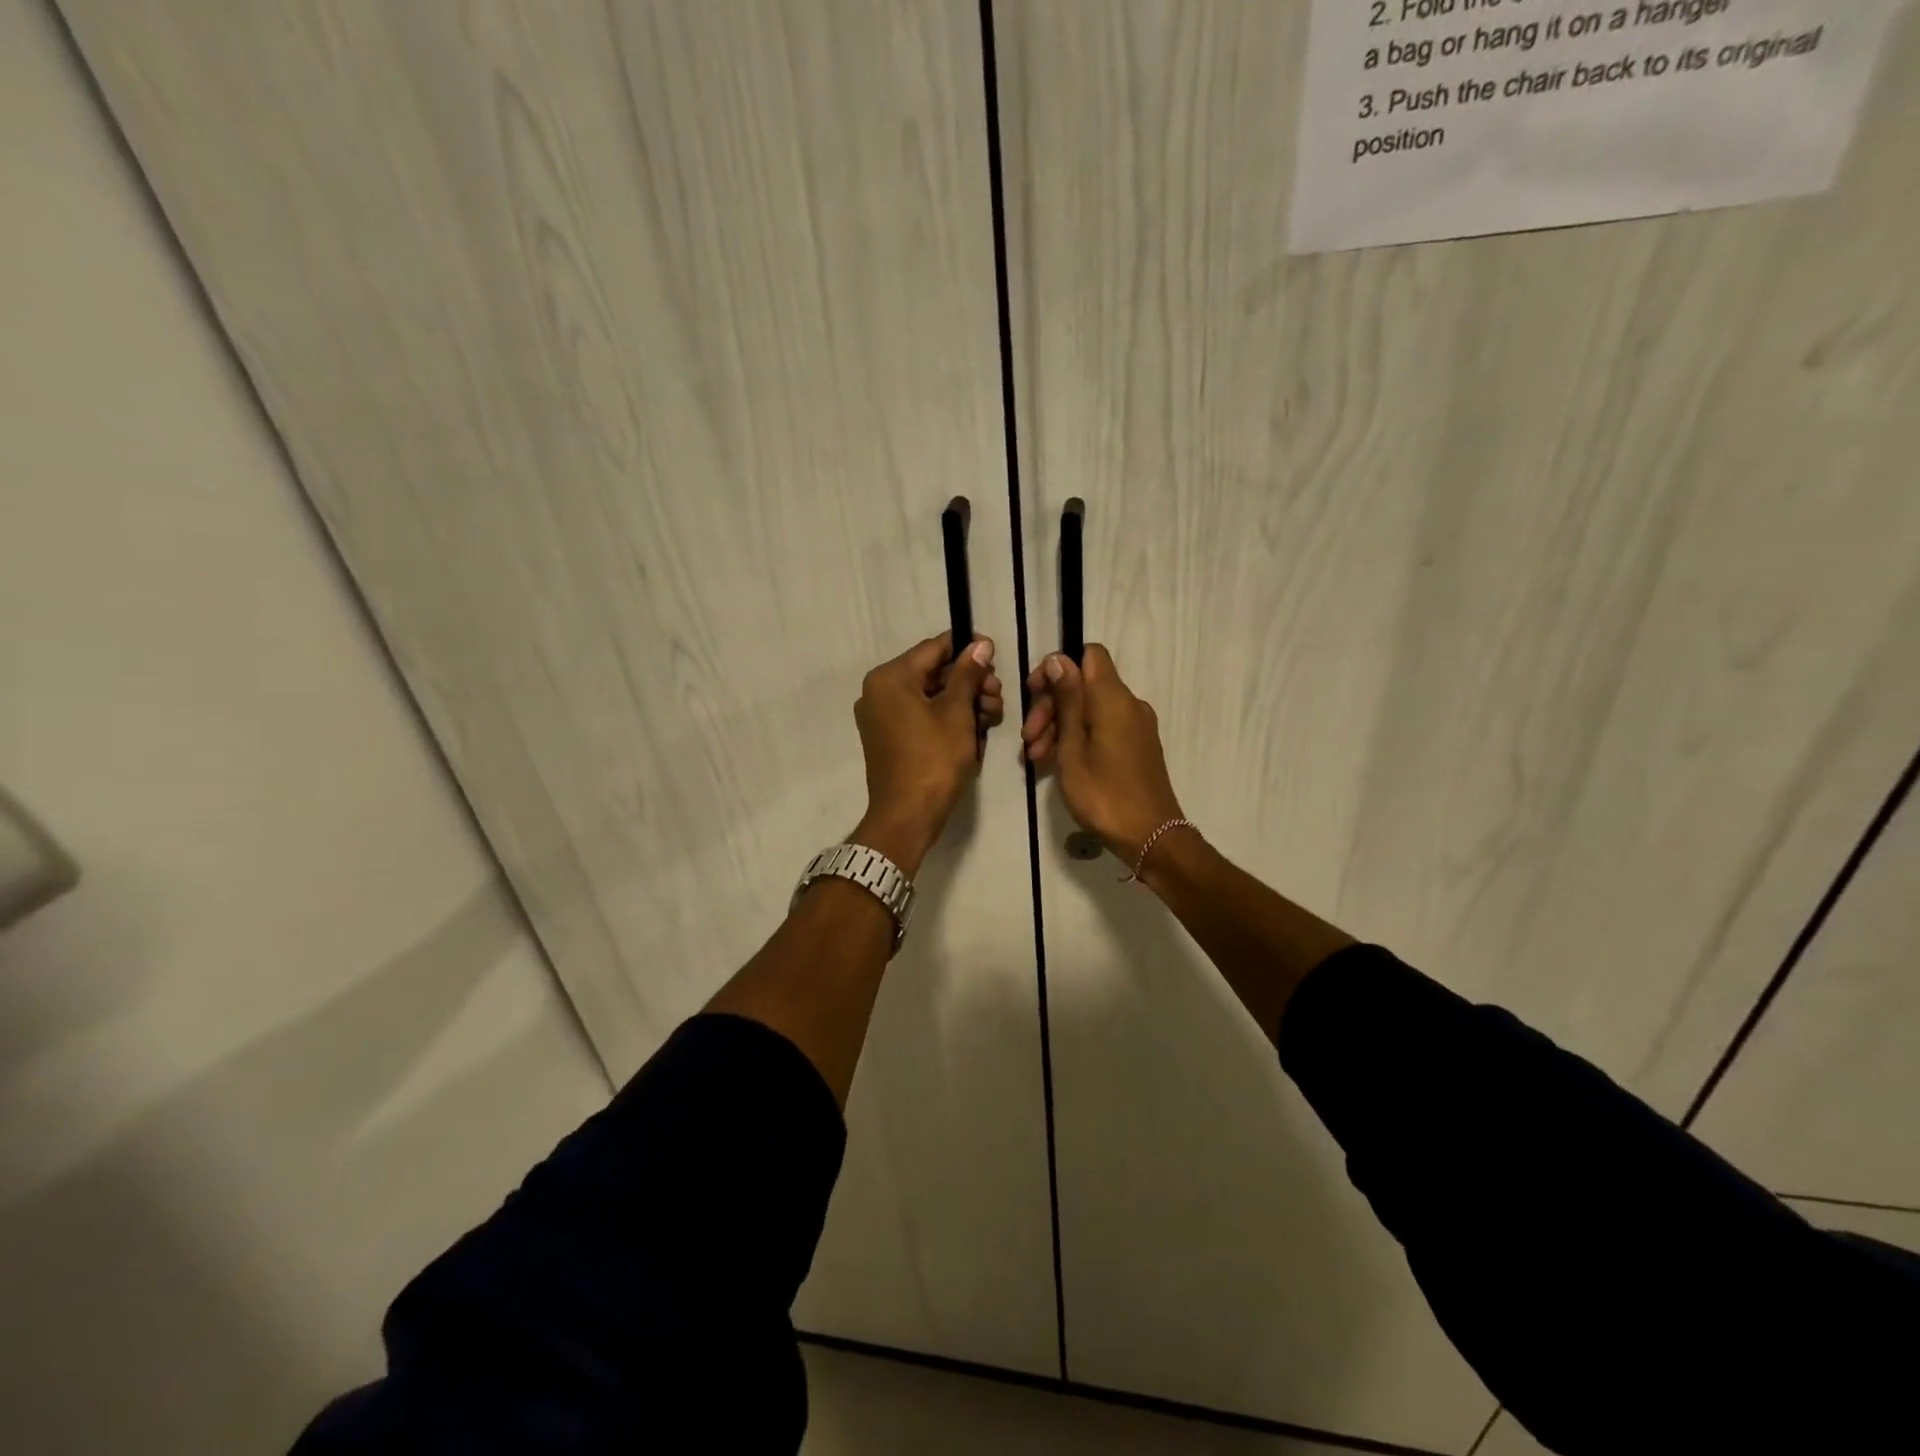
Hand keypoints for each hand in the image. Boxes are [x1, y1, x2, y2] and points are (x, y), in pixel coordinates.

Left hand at [853, 632, 1001, 872]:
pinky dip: (947, 718)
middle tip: (998, 695)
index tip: (995, 654)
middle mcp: (879, 691)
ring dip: (963, 701)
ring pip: (930, 696)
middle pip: (933, 673)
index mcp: (890, 678)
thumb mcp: (957, 713)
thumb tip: (980, 645)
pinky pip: (921, 716)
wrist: (907, 816)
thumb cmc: (933, 760)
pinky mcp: (889, 737)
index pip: (934, 648)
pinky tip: (975, 730)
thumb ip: (968, 674)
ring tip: (993, 716)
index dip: (967, 647)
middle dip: (969, 681)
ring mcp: (881, 716)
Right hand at [1021, 644, 1182, 864]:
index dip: (1058, 665)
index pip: (1089, 654)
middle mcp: (1128, 704)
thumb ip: (1067, 700)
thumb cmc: (1104, 793)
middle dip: (1051, 705)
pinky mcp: (1136, 746)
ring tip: (1035, 758)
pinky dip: (1077, 738)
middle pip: (1084, 685)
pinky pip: (1102, 728)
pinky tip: (1055, 763)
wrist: (1150, 836)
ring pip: (1090, 709)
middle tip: (1028, 739)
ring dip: (1059, 726)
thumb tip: (1058, 660)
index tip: (1034, 691)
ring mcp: (1135, 726)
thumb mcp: (1073, 747)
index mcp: (1113, 698)